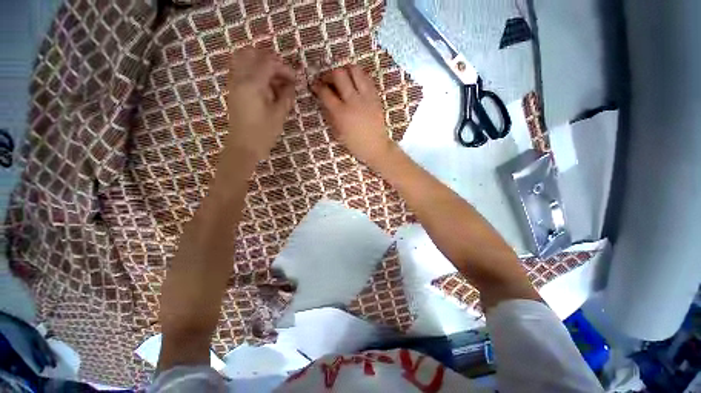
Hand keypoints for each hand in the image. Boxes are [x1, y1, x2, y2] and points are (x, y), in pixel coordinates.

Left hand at [225, 47, 295, 162]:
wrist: (243, 146)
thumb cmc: (263, 133)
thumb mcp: (279, 115)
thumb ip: (286, 96)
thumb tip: (292, 85)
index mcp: (252, 84)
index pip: (269, 63)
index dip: (285, 68)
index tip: (295, 80)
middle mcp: (240, 78)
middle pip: (253, 54)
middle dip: (271, 61)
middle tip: (283, 75)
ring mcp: (234, 82)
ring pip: (243, 58)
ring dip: (260, 63)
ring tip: (275, 78)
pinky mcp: (233, 89)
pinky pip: (240, 69)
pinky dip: (253, 70)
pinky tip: (265, 85)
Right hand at [312, 65, 393, 165]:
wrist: (375, 146)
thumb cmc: (354, 144)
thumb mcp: (337, 133)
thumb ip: (329, 115)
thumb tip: (323, 100)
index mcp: (341, 113)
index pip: (325, 92)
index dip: (317, 85)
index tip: (314, 85)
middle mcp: (353, 101)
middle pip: (339, 74)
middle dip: (329, 74)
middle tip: (328, 80)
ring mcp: (366, 97)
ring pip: (355, 70)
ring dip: (345, 70)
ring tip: (342, 78)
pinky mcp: (376, 96)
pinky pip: (367, 77)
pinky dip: (358, 76)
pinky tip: (355, 83)